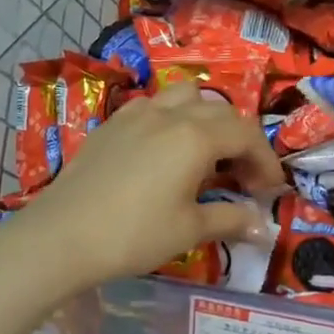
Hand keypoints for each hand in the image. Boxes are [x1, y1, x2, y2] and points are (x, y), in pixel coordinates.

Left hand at [8, 83, 284, 290]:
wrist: (61, 237)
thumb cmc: (133, 234)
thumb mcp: (189, 230)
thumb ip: (230, 219)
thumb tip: (261, 226)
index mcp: (195, 136)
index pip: (246, 135)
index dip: (266, 160)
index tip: (272, 189)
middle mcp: (170, 113)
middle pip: (221, 111)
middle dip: (241, 140)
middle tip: (245, 177)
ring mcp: (137, 113)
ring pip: (186, 96)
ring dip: (208, 118)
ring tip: (207, 151)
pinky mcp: (112, 123)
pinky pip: (154, 106)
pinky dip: (174, 118)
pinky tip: (165, 149)